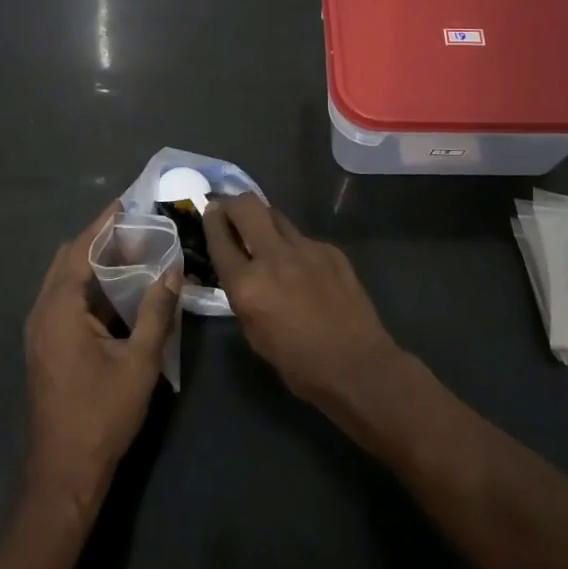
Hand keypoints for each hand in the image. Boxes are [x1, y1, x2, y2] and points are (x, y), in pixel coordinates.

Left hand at [24, 203, 179, 521]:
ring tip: (132, 254)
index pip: (79, 250)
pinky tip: (117, 292)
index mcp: (59, 309)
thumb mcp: (138, 361)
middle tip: (136, 230)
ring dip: (93, 264)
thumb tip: (172, 271)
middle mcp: (42, 312)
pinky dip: (89, 287)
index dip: (103, 225)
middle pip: (68, 261)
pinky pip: (65, 301)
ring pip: (65, 282)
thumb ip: (155, 312)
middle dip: (99, 241)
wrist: (65, 471)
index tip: (126, 203)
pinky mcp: (46, 347)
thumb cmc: (102, 414)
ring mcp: (40, 331)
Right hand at [203, 194, 402, 423]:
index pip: (219, 238)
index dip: (211, 220)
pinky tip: (303, 269)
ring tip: (266, 238)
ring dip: (265, 222)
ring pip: (276, 216)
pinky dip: (295, 247)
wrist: (357, 365)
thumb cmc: (298, 363)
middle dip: (234, 203)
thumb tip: (239, 270)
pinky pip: (303, 239)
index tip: (210, 212)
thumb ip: (242, 294)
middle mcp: (273, 257)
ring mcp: (305, 249)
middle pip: (247, 206)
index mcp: (247, 285)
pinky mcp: (330, 250)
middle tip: (231, 211)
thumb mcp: (253, 333)